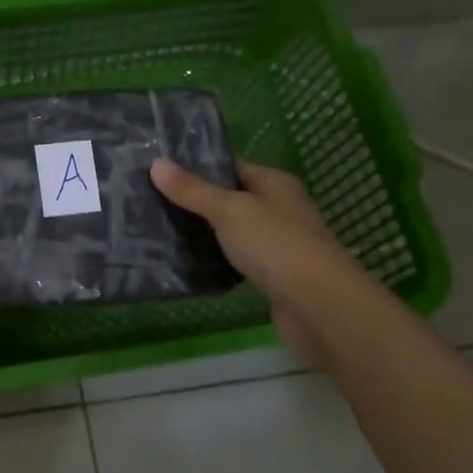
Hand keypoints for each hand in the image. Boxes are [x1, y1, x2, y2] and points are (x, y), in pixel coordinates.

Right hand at [150, 158, 362, 365]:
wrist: (320, 308)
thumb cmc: (277, 246)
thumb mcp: (230, 211)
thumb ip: (193, 190)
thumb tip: (157, 163)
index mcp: (275, 184)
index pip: (231, 166)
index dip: (198, 166)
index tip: (159, 171)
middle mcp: (279, 209)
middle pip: (231, 199)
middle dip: (196, 201)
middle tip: (151, 202)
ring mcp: (278, 244)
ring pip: (233, 231)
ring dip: (205, 233)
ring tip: (160, 230)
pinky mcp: (273, 277)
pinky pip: (237, 260)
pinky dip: (216, 260)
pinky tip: (188, 263)